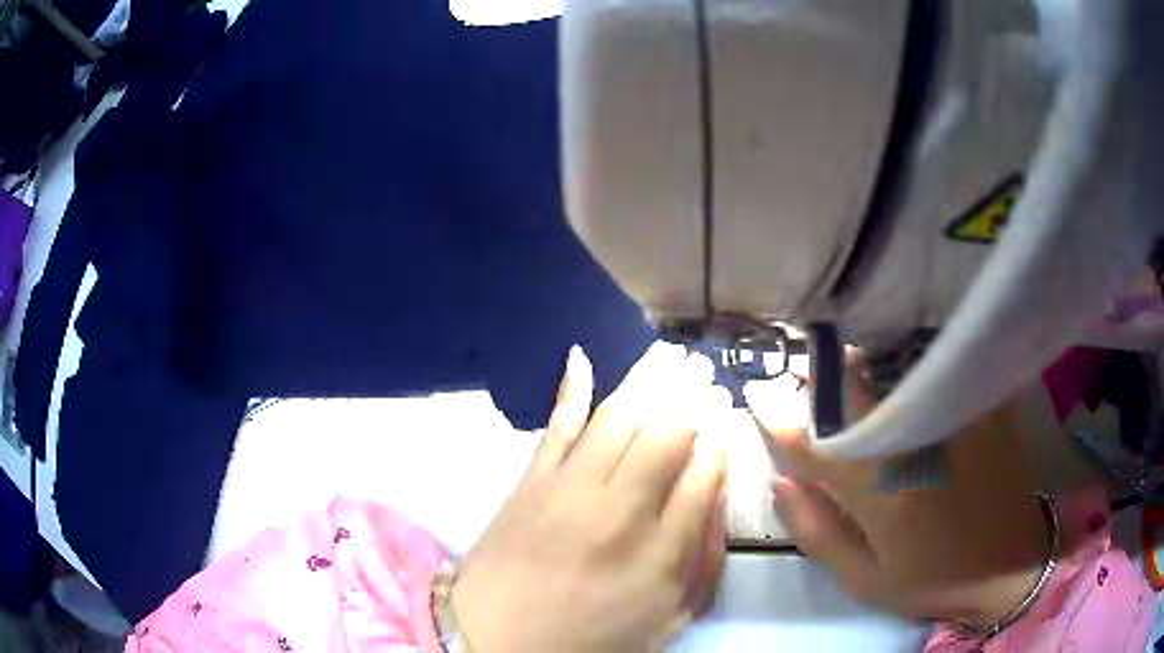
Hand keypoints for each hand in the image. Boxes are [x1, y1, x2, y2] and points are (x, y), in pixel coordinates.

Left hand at [452, 343, 731, 651]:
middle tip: (702, 368)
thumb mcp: (666, 620)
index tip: (724, 407)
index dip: (718, 434)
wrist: (495, 639)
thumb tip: (715, 504)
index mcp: (660, 553)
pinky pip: (555, 426)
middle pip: (665, 435)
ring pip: (617, 418)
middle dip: (689, 395)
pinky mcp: (529, 482)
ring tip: (667, 353)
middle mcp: (619, 511)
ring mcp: (568, 489)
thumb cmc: (589, 639)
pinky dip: (569, 389)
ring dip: (646, 379)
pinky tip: (581, 357)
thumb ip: (702, 566)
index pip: (703, 474)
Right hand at [744, 354, 1051, 628]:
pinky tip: (900, 362)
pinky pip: (938, 365)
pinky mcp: (982, 403)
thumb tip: (781, 480)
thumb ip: (817, 531)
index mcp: (882, 494)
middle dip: (818, 375)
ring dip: (861, 359)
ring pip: (895, 366)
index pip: (815, 441)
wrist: (1011, 562)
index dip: (778, 415)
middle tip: (800, 371)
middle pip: (856, 389)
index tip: (757, 395)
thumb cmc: (933, 580)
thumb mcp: (865, 579)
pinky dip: (910, 357)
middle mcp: (917, 443)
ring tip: (845, 362)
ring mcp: (955, 416)